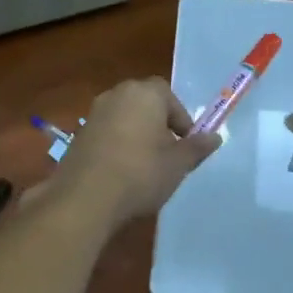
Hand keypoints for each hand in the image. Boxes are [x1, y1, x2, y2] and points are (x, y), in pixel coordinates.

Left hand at [55, 77, 219, 225]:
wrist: (86, 198)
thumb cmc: (141, 174)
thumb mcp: (177, 164)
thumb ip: (196, 148)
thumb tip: (214, 137)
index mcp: (144, 93)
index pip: (169, 96)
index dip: (181, 119)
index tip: (186, 143)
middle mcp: (116, 95)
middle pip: (144, 104)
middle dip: (158, 124)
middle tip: (167, 153)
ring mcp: (93, 114)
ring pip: (124, 118)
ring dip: (136, 135)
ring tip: (145, 165)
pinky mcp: (78, 135)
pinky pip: (106, 134)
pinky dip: (116, 146)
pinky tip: (121, 172)